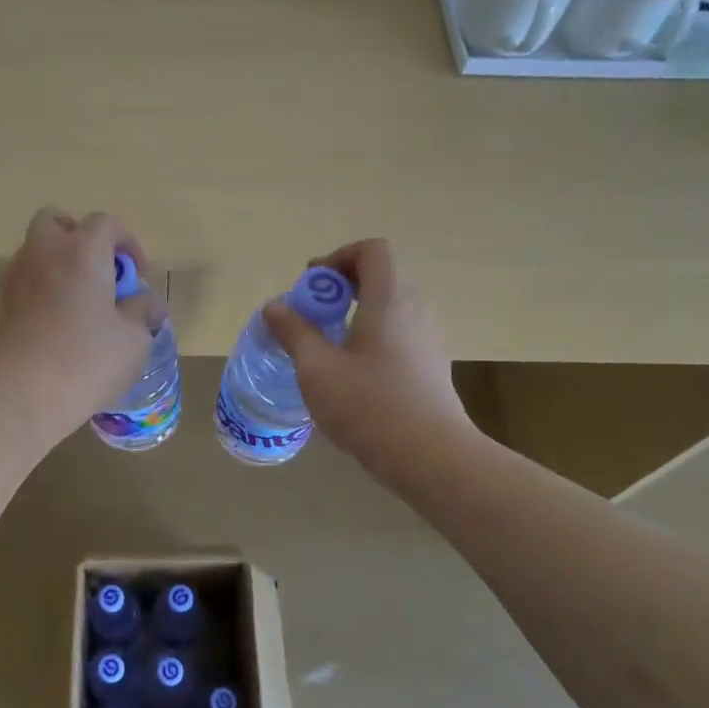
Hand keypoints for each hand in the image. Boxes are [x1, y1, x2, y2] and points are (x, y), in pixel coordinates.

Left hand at [0, 208, 159, 445]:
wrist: (23, 394)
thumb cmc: (87, 360)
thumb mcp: (134, 339)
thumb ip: (143, 312)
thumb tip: (148, 303)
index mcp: (83, 251)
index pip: (105, 223)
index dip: (127, 243)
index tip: (137, 276)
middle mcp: (45, 252)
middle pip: (57, 221)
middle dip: (80, 237)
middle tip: (100, 272)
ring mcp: (18, 276)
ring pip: (38, 249)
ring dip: (60, 262)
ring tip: (81, 301)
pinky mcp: (3, 302)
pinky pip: (28, 278)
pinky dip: (44, 286)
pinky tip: (59, 321)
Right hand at [262, 239, 475, 486]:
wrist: (430, 457)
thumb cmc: (369, 405)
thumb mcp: (317, 368)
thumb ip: (294, 331)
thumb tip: (275, 306)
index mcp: (389, 298)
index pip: (371, 250)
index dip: (338, 258)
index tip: (313, 287)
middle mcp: (416, 308)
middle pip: (380, 275)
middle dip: (341, 287)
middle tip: (313, 316)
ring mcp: (429, 336)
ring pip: (390, 306)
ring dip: (357, 312)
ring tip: (329, 345)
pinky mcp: (433, 364)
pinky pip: (400, 331)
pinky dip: (374, 335)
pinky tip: (354, 373)